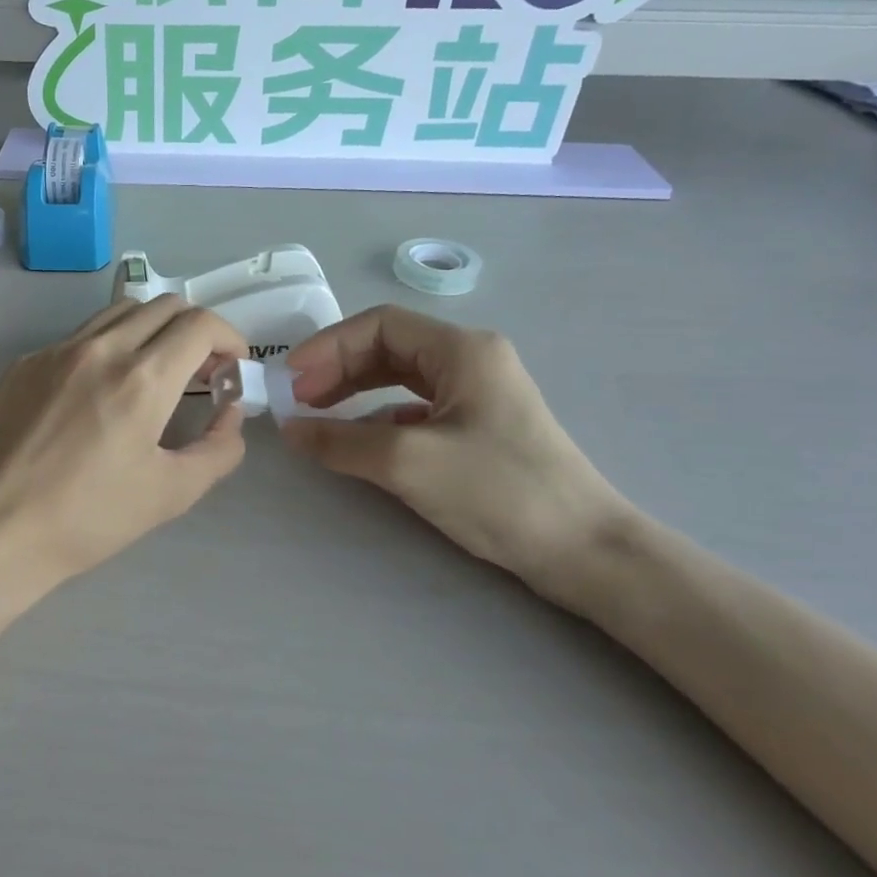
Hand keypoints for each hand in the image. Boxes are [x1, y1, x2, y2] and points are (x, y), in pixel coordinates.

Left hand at [0, 297, 248, 589]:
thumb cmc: (89, 517)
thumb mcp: (172, 493)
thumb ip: (219, 448)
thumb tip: (230, 413)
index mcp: (142, 379)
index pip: (200, 324)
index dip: (228, 338)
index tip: (231, 366)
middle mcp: (101, 349)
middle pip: (165, 305)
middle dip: (195, 330)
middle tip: (200, 370)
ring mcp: (57, 350)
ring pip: (121, 311)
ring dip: (153, 329)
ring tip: (154, 370)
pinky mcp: (26, 362)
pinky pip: (81, 336)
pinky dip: (108, 347)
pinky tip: (99, 390)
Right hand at [280, 306, 633, 608]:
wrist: (586, 551)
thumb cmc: (499, 491)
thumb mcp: (408, 462)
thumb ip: (341, 440)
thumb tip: (290, 429)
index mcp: (462, 349)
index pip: (379, 325)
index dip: (329, 347)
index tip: (293, 380)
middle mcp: (472, 360)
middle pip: (389, 347)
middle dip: (339, 368)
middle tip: (300, 400)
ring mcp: (479, 394)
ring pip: (401, 378)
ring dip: (356, 391)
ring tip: (319, 415)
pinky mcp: (480, 427)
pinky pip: (416, 408)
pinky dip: (380, 416)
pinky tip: (360, 440)